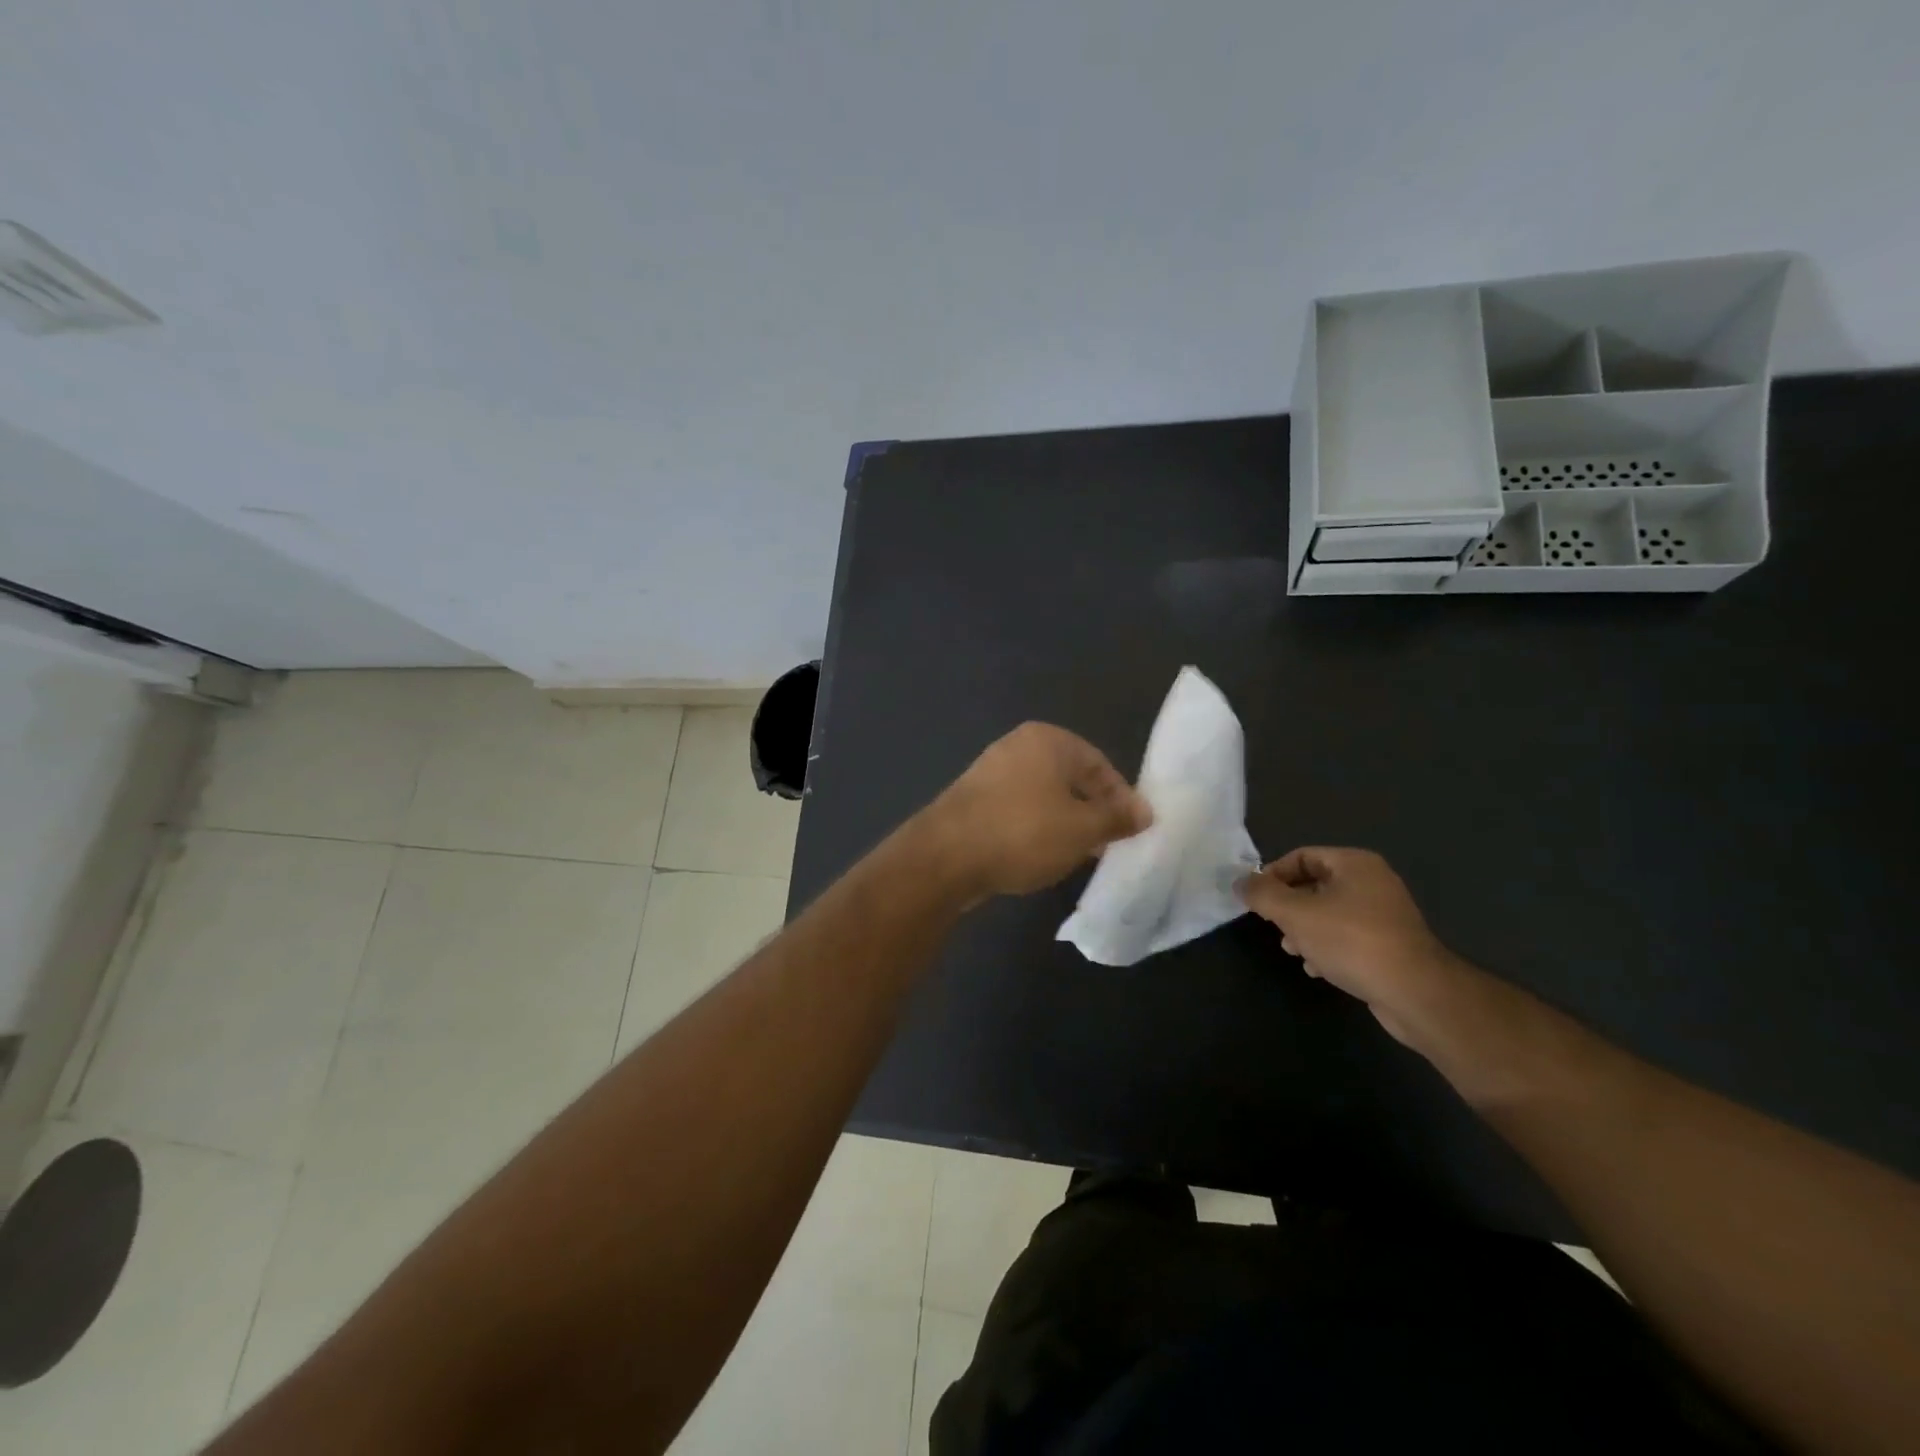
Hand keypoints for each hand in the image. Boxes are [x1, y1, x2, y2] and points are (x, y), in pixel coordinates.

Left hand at [922, 723, 1150, 898]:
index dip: (1121, 798)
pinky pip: (1018, 810)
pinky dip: (1035, 828)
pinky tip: (1041, 856)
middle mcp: (1018, 746)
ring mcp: (991, 771)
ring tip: (1078, 855)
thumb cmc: (1023, 832)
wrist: (945, 856)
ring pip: (1044, 796)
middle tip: (1108, 845)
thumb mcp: (1082, 828)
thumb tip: (1146, 812)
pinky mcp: (974, 799)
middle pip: (1071, 779)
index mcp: (1048, 740)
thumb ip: (1117, 818)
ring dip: (1065, 823)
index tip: (1134, 831)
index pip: (1099, 765)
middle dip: (1092, 811)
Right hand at [1238, 848, 1461, 1043]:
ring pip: (1329, 913)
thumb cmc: (1352, 942)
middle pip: (1314, 885)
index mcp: (1354, 864)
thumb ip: (1263, 895)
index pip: (1302, 856)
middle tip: (1273, 926)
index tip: (1256, 900)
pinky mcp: (1390, 945)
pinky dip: (1327, 947)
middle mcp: (1373, 882)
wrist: (1415, 993)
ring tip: (1293, 950)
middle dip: (1288, 906)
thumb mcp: (1296, 914)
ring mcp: (1385, 914)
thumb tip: (1239, 882)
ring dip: (1305, 930)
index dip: (1273, 875)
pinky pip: (1348, 937)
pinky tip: (1317, 968)